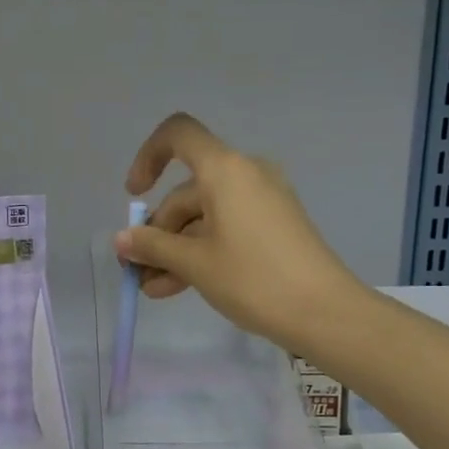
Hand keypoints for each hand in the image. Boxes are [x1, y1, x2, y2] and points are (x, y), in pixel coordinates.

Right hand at [116, 112, 358, 351]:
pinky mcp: (273, 227)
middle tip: (137, 271)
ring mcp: (262, 202)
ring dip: (174, 250)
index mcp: (225, 170)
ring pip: (203, 217)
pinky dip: (200, 252)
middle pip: (187, 192)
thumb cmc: (254, 278)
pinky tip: (178, 287)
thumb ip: (153, 247)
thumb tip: (122, 240)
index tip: (135, 196)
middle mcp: (245, 175)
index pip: (178, 135)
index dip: (148, 157)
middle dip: (157, 232)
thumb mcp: (195, 263)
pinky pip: (225, 229)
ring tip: (153, 290)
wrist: (325, 313)